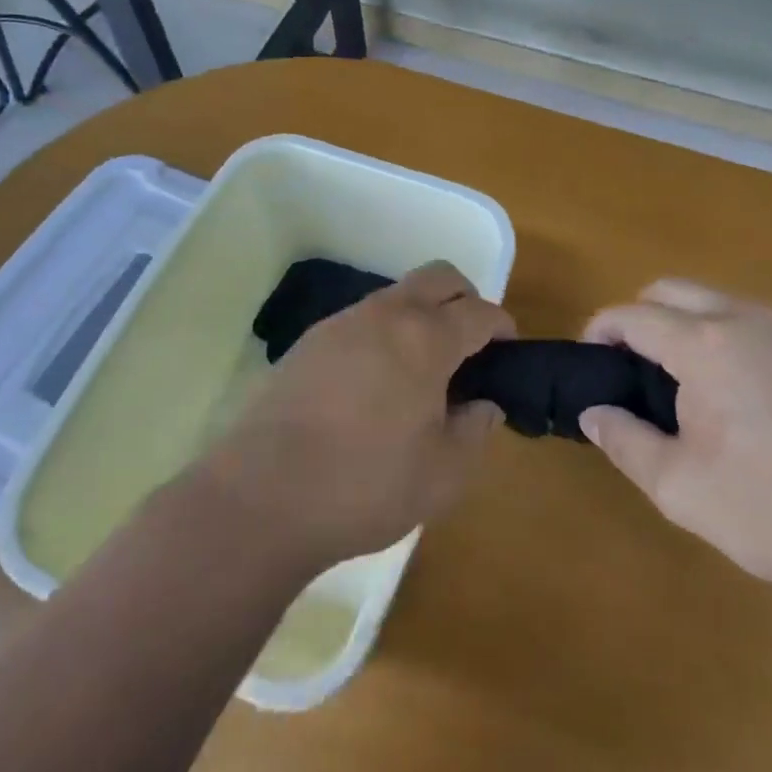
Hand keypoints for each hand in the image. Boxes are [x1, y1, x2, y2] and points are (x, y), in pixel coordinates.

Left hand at [194, 261, 513, 572]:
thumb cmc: (366, 485)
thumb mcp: (443, 474)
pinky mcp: (310, 340)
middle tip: (472, 343)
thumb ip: (475, 431)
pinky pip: (363, 318)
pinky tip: (377, 380)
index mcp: (426, 338)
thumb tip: (484, 404)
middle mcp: (386, 314)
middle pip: (439, 276)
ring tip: (423, 367)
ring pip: (398, 294)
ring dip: (422, 313)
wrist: (263, 495)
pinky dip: (386, 331)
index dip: (502, 325)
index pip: (479, 311)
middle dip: (465, 297)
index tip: (509, 348)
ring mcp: (343, 322)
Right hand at [581, 280, 771, 602]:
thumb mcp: (682, 490)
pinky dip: (726, 338)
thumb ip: (625, 442)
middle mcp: (745, 319)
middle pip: (672, 290)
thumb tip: (593, 411)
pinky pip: (754, 323)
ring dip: (684, 325)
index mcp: (705, 345)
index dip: (600, 329)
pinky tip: (741, 397)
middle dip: (639, 316)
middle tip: (630, 368)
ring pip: (716, 302)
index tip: (587, 359)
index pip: (633, 314)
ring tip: (683, 386)